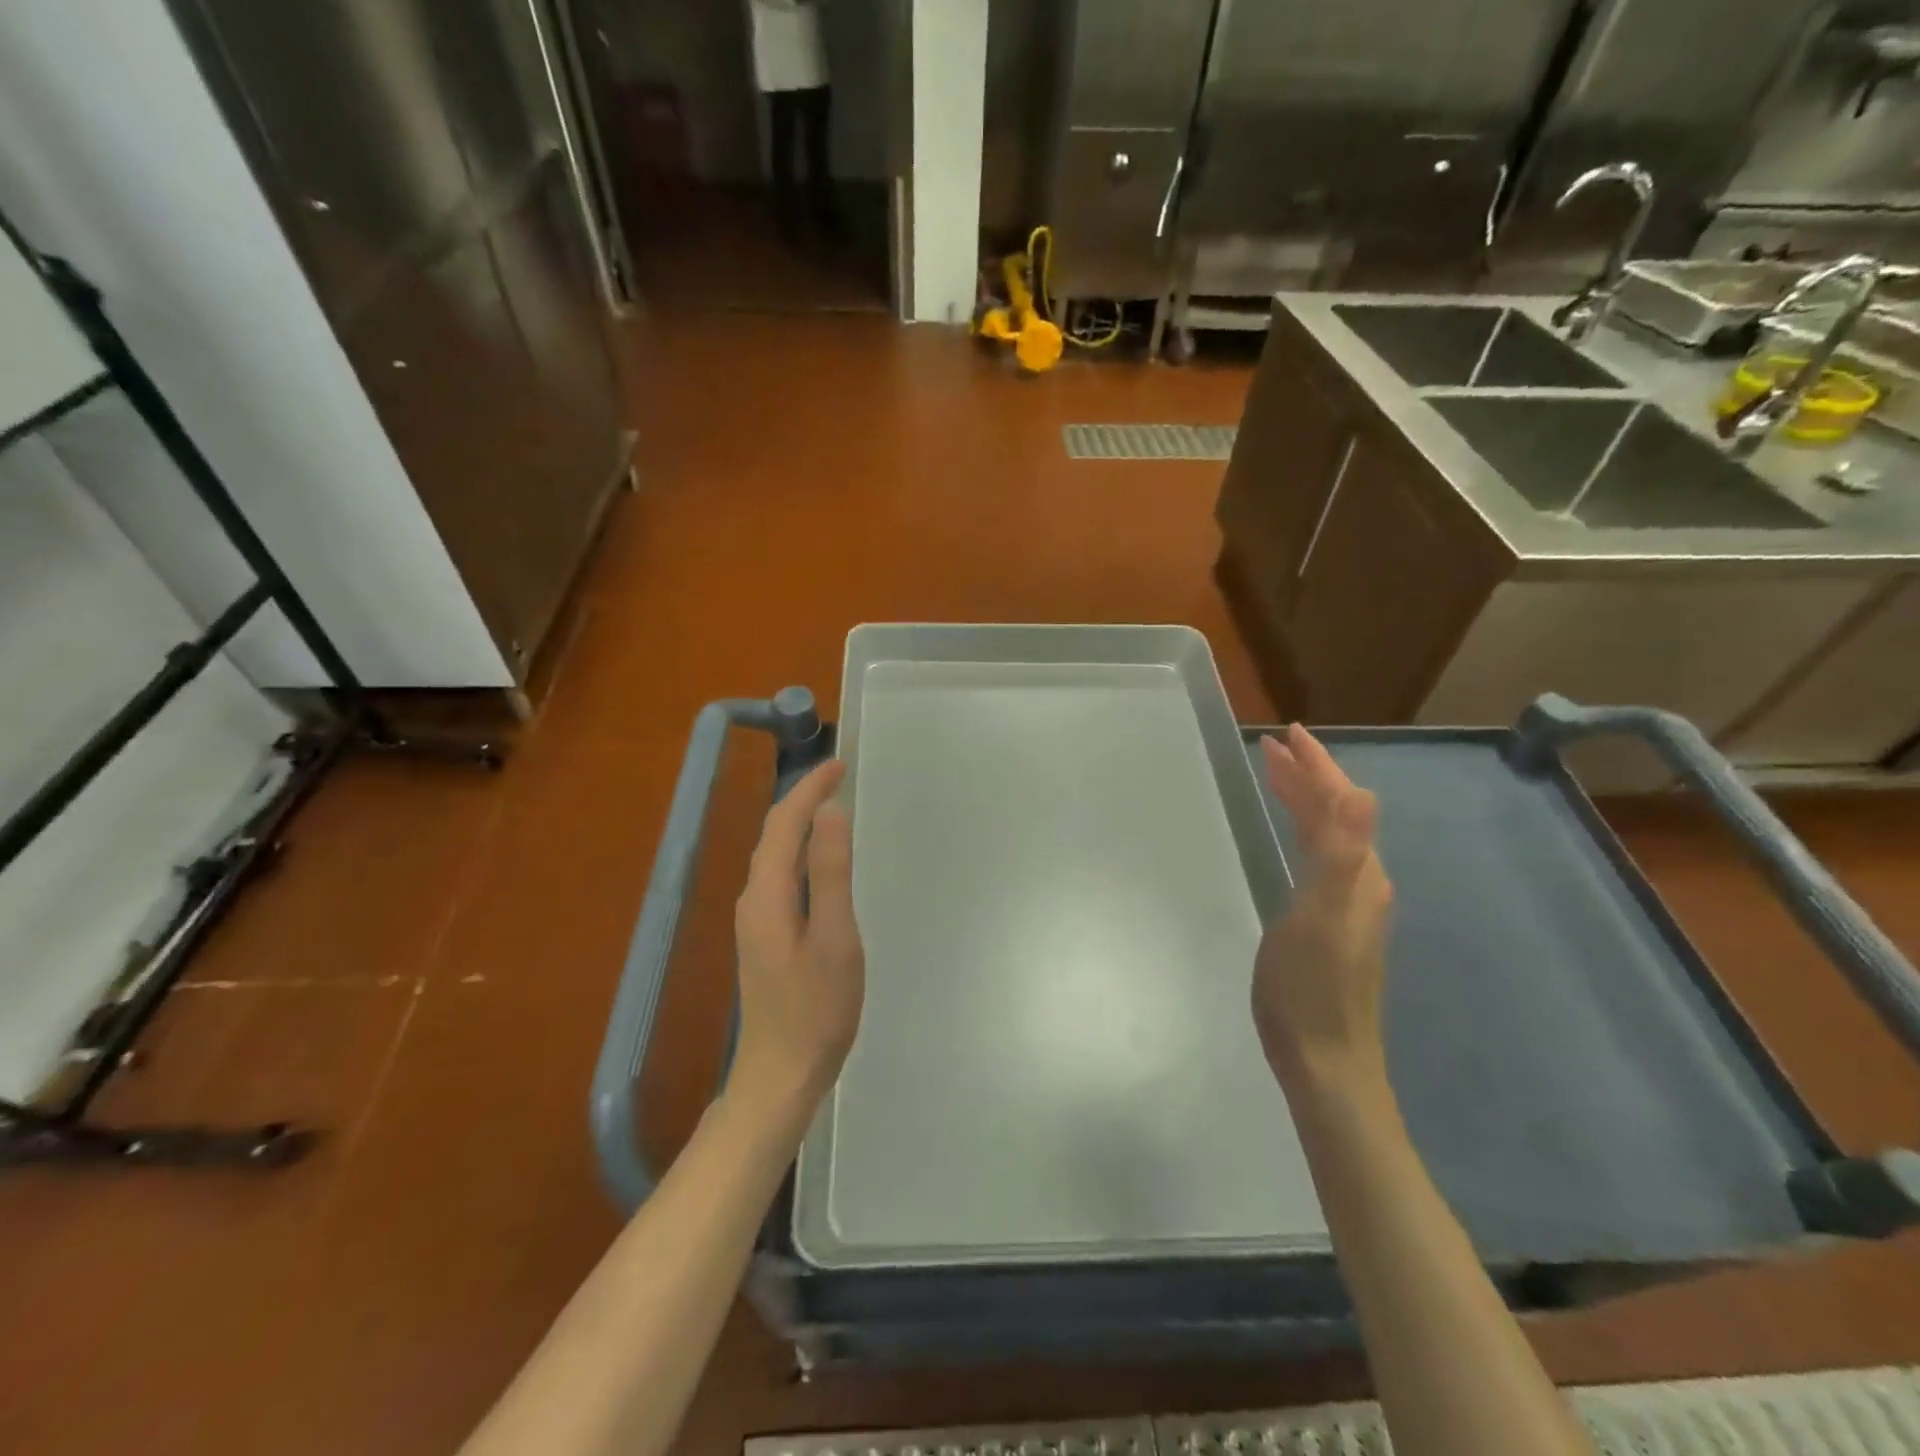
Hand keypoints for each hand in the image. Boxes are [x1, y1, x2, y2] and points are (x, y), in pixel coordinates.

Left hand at [730, 760, 864, 1120]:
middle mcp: (752, 899)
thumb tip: (829, 813)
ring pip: (774, 855)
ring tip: (831, 804)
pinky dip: (798, 851)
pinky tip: (818, 859)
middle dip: (802, 799)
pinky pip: (779, 876)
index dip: (809, 789)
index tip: (839, 764)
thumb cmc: (816, 1009)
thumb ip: (830, 873)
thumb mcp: (834, 938)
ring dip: (799, 823)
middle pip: (773, 835)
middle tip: (839, 776)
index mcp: (766, 895)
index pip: (784, 824)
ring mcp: (755, 920)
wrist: (780, 1074)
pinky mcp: (764, 937)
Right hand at [1253, 725, 1393, 1089]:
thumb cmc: (1311, 988)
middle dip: (1306, 777)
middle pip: (1335, 815)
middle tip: (1273, 747)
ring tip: (1277, 778)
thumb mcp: (1319, 916)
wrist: (1326, 1062)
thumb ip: (1340, 853)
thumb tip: (1360, 790)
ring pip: (1326, 836)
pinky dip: (1302, 831)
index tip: (1286, 734)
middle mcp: (1360, 882)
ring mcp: (1348, 905)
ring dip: (1303, 801)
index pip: (1338, 803)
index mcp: (1357, 873)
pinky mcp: (1331, 924)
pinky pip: (1318, 858)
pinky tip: (1292, 840)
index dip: (1314, 767)